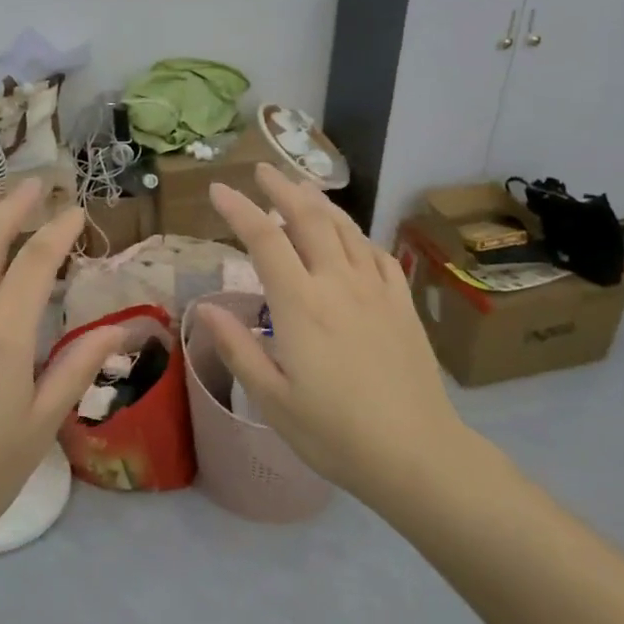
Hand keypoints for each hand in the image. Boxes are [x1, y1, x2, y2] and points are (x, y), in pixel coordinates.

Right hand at [202, 164, 464, 503]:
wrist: (417, 454)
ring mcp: (376, 290)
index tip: (218, 188)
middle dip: (282, 188)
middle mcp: (339, 283)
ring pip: (346, 228)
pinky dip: (357, 234)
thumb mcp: (272, 399)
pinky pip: (377, 253)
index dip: (239, 209)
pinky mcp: (402, 303)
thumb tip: (206, 308)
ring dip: (319, 202)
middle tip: (262, 170)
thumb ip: (238, 347)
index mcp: (301, 305)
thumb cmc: (335, 433)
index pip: (265, 239)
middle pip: (309, 218)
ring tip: (301, 188)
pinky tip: (350, 237)